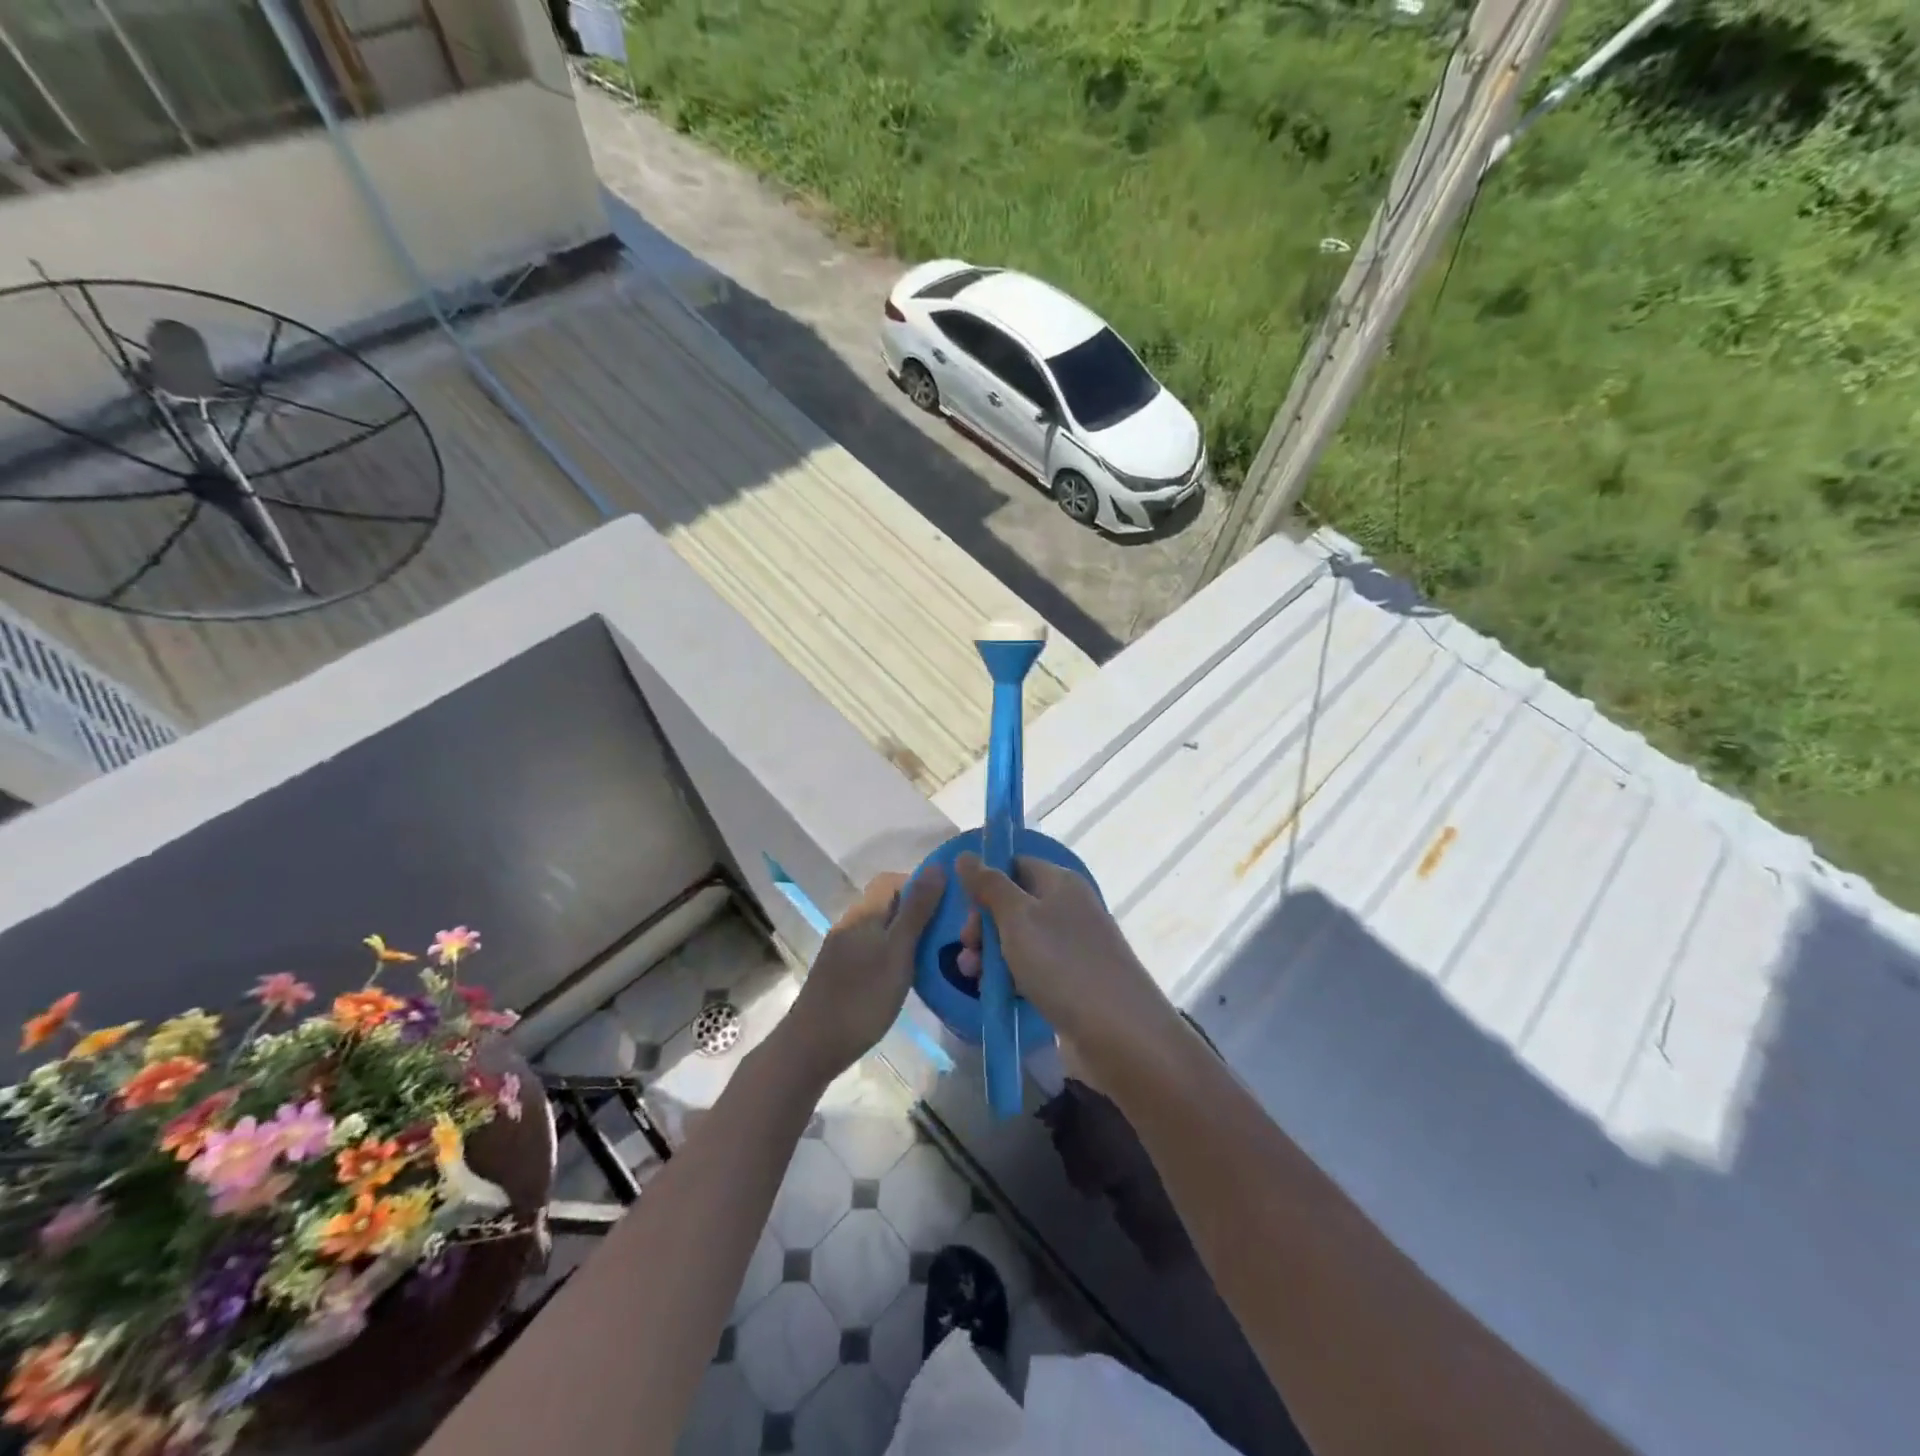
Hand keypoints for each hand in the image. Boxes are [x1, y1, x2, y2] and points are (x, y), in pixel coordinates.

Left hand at [782, 866, 944, 1082]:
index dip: (920, 884)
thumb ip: (917, 910)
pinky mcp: (839, 972)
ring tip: (933, 954)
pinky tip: (906, 975)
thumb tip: (937, 867)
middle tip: (947, 932)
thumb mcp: (898, 952)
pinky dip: (892, 953)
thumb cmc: (862, 998)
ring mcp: (841, 949)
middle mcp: (850, 924)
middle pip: (886, 903)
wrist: (812, 1047)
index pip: (891, 879)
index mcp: (863, 913)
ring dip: (905, 934)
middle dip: (917, 910)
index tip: (947, 904)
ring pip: (880, 928)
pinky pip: (872, 949)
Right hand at [953, 854, 1179, 1077]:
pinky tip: (995, 994)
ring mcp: (1072, 946)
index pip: (1015, 865)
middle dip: (983, 925)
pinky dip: (1011, 978)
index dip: (987, 881)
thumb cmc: (1063, 964)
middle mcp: (1068, 908)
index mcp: (1060, 882)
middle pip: (1014, 904)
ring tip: (972, 977)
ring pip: (1019, 940)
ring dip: (990, 955)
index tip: (965, 907)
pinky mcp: (1071, 982)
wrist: (1120, 1033)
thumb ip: (989, 886)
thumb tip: (965, 855)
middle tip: (968, 949)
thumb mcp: (1018, 918)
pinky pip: (1032, 970)